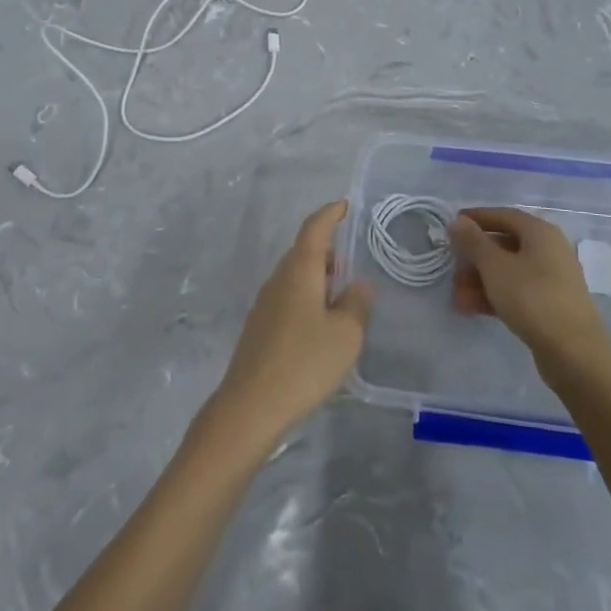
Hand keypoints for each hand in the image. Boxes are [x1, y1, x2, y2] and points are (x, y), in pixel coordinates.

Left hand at [205, 200, 371, 453]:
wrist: (251, 405)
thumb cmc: (304, 363)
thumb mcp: (345, 335)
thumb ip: (356, 305)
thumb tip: (359, 285)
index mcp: (299, 271)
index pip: (314, 229)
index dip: (330, 214)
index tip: (345, 205)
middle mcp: (278, 279)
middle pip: (303, 251)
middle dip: (327, 248)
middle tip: (352, 256)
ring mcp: (264, 303)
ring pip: (295, 275)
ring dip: (318, 275)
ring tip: (341, 291)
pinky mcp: (259, 327)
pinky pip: (288, 297)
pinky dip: (307, 296)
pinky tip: (321, 322)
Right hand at [449, 207, 610, 368]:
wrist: (574, 353)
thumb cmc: (532, 298)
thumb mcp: (495, 266)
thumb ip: (473, 241)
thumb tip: (459, 221)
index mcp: (540, 232)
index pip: (503, 215)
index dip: (477, 218)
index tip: (452, 225)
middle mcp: (549, 250)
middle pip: (504, 244)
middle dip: (474, 257)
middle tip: (451, 268)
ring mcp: (552, 279)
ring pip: (508, 271)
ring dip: (480, 280)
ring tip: (457, 296)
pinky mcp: (551, 305)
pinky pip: (517, 291)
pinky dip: (495, 296)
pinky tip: (472, 309)